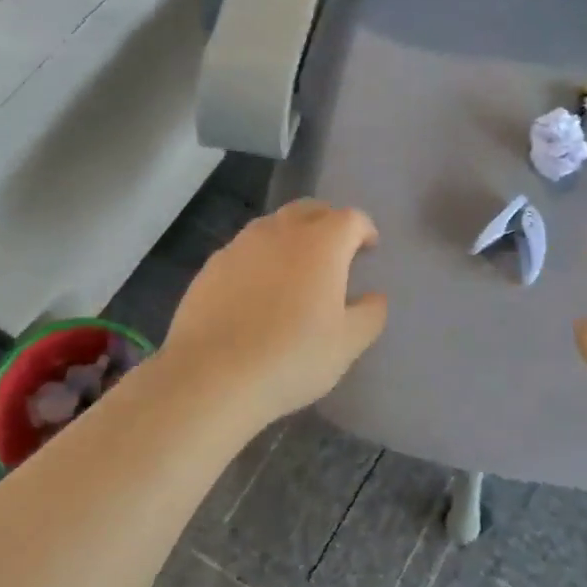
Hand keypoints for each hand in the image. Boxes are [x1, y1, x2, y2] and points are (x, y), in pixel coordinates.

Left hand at [159, 199, 387, 425]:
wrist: (212, 376)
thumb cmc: (292, 357)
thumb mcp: (347, 344)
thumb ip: (370, 314)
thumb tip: (374, 297)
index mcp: (322, 243)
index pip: (351, 218)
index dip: (364, 230)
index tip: (368, 248)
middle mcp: (281, 232)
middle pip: (310, 209)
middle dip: (328, 222)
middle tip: (335, 250)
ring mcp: (241, 245)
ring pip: (273, 225)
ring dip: (291, 236)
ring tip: (295, 268)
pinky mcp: (212, 266)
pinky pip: (245, 250)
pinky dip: (260, 258)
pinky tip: (257, 290)